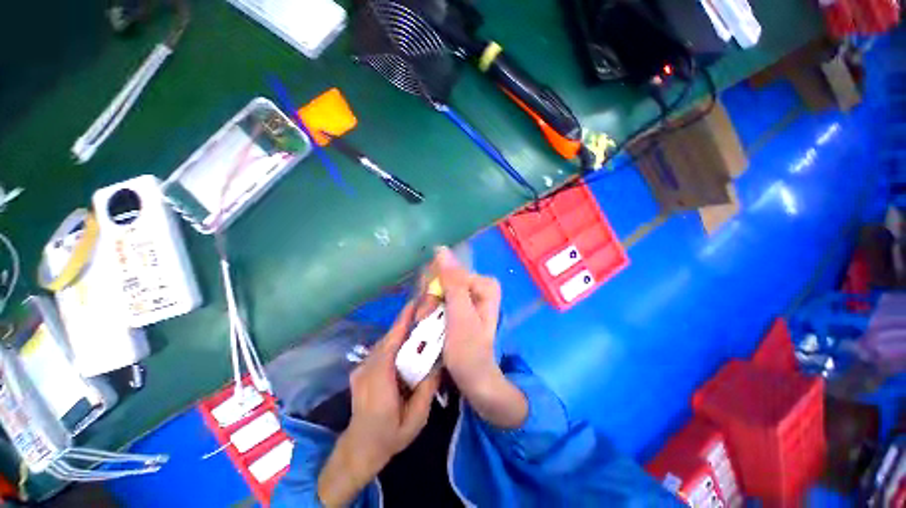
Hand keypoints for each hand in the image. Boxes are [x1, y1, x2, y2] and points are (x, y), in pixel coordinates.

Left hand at [318, 303, 439, 506]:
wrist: (359, 449)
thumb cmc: (389, 436)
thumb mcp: (416, 419)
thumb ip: (427, 389)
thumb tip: (438, 362)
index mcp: (379, 379)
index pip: (391, 342)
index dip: (402, 321)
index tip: (414, 304)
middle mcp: (367, 368)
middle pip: (388, 338)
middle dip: (405, 322)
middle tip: (424, 312)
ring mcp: (361, 368)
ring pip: (383, 343)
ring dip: (400, 332)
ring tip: (418, 324)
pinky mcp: (360, 370)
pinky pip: (379, 350)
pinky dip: (393, 342)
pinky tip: (406, 344)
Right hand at [433, 247, 526, 428]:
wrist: (476, 380)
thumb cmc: (469, 351)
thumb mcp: (459, 315)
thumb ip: (453, 282)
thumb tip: (441, 249)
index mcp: (484, 284)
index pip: (449, 274)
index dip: (433, 292)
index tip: (425, 314)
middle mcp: (479, 286)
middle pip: (444, 282)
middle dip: (430, 301)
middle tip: (423, 322)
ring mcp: (470, 296)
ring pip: (440, 290)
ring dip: (428, 308)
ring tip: (424, 327)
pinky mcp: (462, 306)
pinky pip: (442, 299)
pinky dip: (431, 311)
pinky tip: (428, 323)